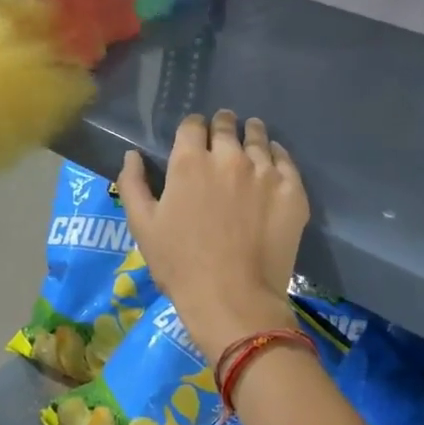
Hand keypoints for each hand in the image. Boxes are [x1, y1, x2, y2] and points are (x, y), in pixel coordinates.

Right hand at [116, 110, 308, 359]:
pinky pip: (286, 160)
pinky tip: (273, 161)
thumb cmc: (180, 265)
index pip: (192, 125)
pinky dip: (277, 155)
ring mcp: (264, 172)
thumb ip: (133, 183)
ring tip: (250, 138)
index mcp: (189, 162)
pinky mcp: (292, 190)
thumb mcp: (142, 226)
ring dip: (251, 134)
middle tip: (223, 134)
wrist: (233, 299)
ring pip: (258, 137)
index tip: (195, 137)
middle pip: (226, 125)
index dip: (192, 128)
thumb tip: (132, 154)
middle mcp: (229, 157)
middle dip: (222, 126)